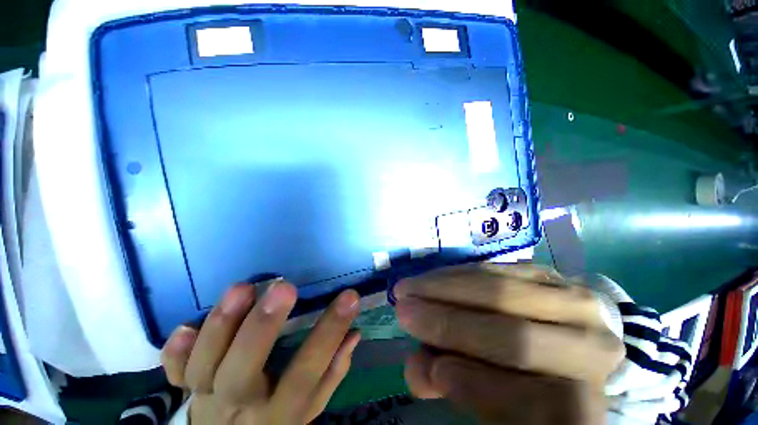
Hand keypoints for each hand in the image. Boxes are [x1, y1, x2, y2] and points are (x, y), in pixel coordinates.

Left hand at [161, 281, 360, 424]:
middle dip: (262, 329)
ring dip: (221, 327)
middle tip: (285, 288)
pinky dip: (176, 352)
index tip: (350, 297)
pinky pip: (173, 373)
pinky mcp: (183, 389)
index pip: (308, 372)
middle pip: (243, 374)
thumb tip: (354, 335)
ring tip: (242, 289)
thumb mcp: (309, 407)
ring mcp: (205, 398)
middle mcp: (240, 407)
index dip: (330, 333)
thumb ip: (332, 373)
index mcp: (279, 412)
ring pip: (204, 368)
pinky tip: (184, 327)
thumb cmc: (276, 419)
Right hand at [396, 264, 624, 424]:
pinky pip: (495, 270)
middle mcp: (593, 350)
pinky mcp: (550, 273)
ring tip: (410, 287)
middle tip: (403, 309)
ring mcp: (575, 303)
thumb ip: (457, 386)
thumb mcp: (496, 398)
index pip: (540, 402)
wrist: (564, 339)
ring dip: (445, 288)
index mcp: (588, 403)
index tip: (431, 369)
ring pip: (501, 292)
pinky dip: (458, 273)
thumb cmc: (527, 378)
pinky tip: (434, 277)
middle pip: (514, 337)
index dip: (480, 387)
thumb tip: (421, 369)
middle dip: (447, 323)